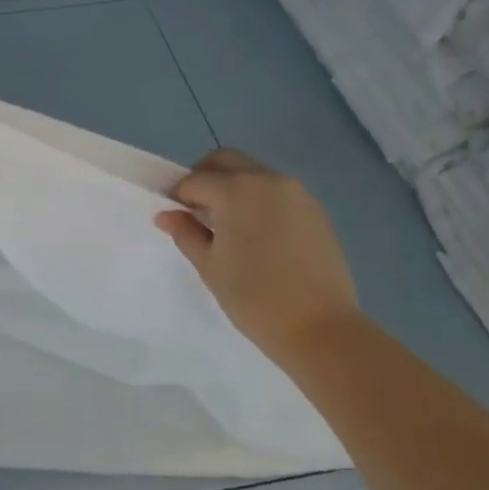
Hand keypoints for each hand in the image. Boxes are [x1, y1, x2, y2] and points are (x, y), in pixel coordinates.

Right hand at [156, 148, 359, 353]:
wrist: (322, 328)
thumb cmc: (255, 298)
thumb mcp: (210, 266)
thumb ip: (186, 232)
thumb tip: (167, 214)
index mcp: (236, 190)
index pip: (195, 180)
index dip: (178, 196)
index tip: (174, 217)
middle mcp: (267, 180)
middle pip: (226, 161)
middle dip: (205, 176)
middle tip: (196, 209)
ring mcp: (296, 193)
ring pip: (254, 173)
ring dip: (234, 185)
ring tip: (229, 225)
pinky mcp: (315, 210)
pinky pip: (277, 192)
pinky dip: (259, 199)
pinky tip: (259, 235)